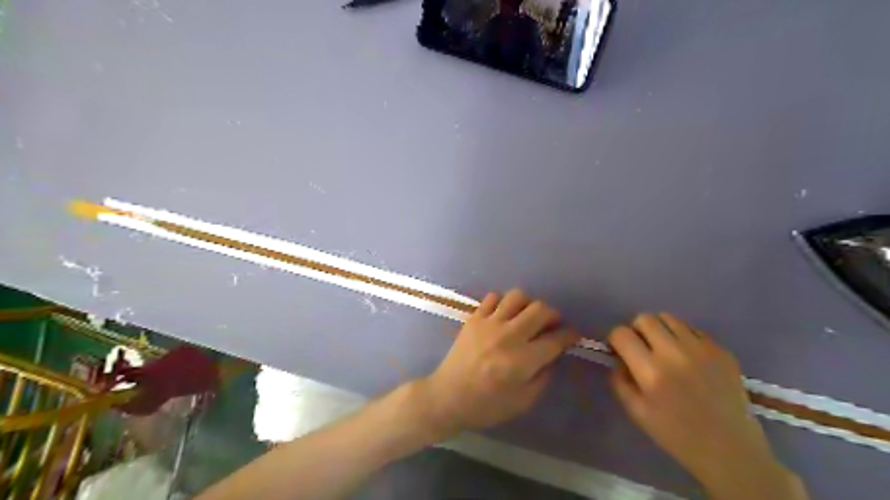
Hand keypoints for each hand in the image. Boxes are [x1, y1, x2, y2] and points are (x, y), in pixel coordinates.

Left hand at [419, 290, 580, 437]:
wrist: (448, 396)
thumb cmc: (487, 405)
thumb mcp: (523, 401)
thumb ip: (543, 376)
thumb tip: (554, 355)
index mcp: (522, 360)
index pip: (555, 339)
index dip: (570, 335)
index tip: (573, 335)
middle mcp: (508, 336)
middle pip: (540, 310)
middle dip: (553, 315)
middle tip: (551, 325)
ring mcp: (489, 323)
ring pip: (517, 296)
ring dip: (528, 304)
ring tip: (526, 317)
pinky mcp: (474, 318)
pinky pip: (493, 297)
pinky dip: (503, 303)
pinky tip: (503, 316)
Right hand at [613, 314, 807, 498]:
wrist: (729, 448)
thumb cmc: (676, 433)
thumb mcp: (635, 412)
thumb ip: (619, 380)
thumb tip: (618, 358)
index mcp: (651, 372)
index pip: (621, 334)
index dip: (615, 339)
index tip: (620, 350)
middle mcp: (675, 353)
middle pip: (645, 319)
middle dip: (637, 330)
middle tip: (642, 348)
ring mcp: (702, 349)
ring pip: (669, 318)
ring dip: (660, 330)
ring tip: (665, 350)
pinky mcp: (721, 350)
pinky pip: (693, 330)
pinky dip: (683, 338)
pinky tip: (688, 358)